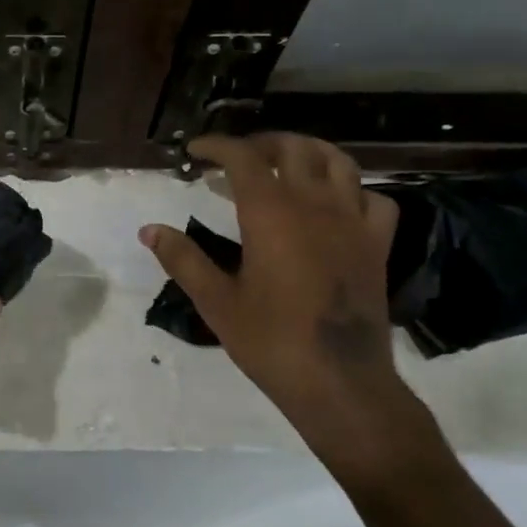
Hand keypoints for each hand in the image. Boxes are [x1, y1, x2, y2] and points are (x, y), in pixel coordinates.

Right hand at [140, 133, 440, 484]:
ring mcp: (353, 222)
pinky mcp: (377, 244)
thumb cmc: (270, 341)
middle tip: (235, 160)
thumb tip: (149, 230)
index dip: (217, 146)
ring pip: (338, 162)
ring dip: (308, 153)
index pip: (243, 158)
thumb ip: (183, 259)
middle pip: (293, 148)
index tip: (195, 151)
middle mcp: (315, 205)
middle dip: (261, 144)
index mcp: (271, 214)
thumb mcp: (216, 301)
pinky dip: (352, 189)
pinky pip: (373, 198)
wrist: (340, 382)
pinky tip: (336, 203)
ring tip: (286, 165)